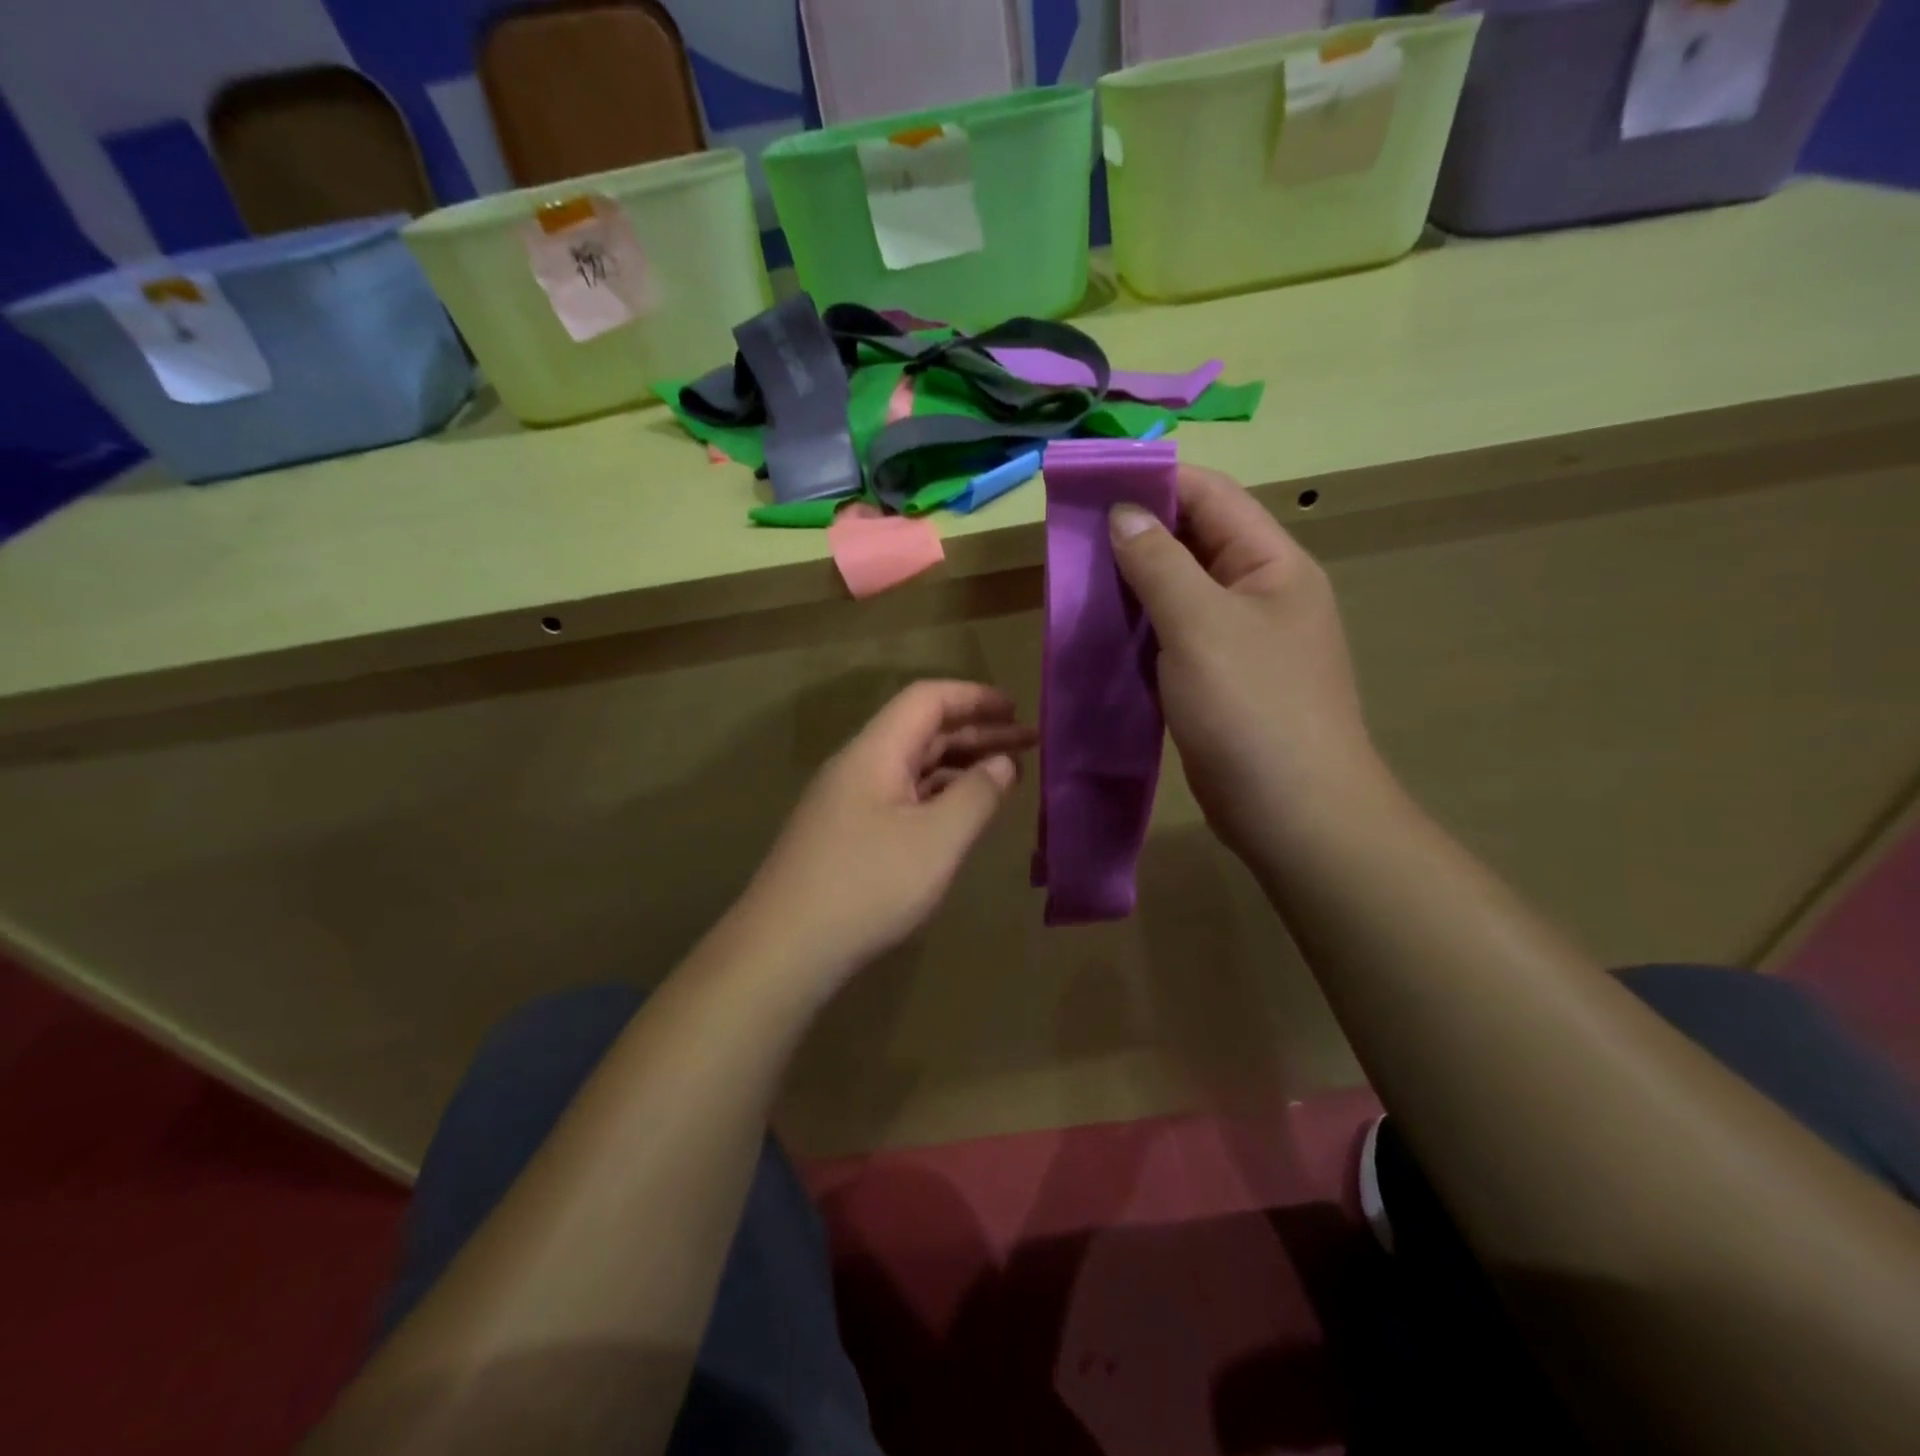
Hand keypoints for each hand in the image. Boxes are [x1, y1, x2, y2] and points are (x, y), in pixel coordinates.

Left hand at [735, 681, 1035, 990]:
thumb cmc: (867, 886)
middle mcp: (858, 766)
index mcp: (875, 752)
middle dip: (976, 733)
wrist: (784, 949)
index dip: (974, 697)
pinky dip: (938, 796)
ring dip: (959, 766)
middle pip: (921, 731)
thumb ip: (976, 795)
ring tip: (1006, 776)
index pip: (927, 699)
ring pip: (912, 767)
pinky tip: (961, 814)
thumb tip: (1003, 762)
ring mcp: (848, 802)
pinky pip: (901, 797)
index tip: (1017, 709)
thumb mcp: (936, 840)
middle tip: (1028, 744)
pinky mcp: (847, 835)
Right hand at [1110, 466, 1379, 859]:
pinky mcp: (1221, 683)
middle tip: (1072, 534)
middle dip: (1136, 534)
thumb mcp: (1200, 625)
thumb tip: (1124, 513)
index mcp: (1272, 564)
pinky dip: (1139, 630)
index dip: (1154, 481)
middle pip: (1194, 542)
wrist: (1295, 814)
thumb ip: (1159, 564)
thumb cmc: (1253, 709)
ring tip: (1075, 578)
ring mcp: (1242, 642)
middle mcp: (1261, 594)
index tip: (1092, 481)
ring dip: (1133, 584)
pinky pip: (1174, 639)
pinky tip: (1100, 632)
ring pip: (1180, 594)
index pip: (1212, 497)